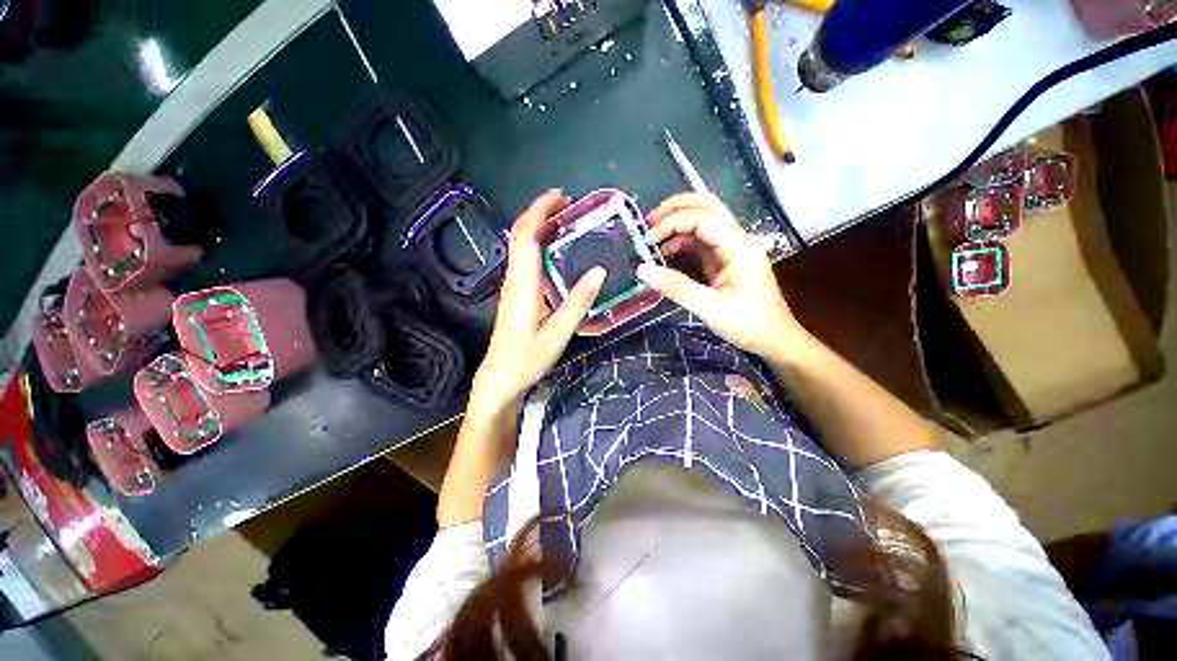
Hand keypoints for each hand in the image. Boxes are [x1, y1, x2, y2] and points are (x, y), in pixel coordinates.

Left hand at [469, 189, 606, 415]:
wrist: (499, 378)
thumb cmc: (527, 360)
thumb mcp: (557, 335)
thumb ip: (577, 303)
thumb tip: (599, 271)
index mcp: (523, 286)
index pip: (526, 237)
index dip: (539, 211)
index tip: (560, 196)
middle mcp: (513, 280)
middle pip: (519, 235)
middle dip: (539, 212)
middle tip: (567, 203)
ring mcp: (512, 286)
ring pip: (519, 245)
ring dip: (538, 225)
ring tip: (564, 219)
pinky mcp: (515, 294)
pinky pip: (523, 258)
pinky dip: (537, 242)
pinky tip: (554, 248)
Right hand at [638, 192, 802, 358]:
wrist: (774, 338)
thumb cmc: (748, 324)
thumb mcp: (709, 308)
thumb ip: (676, 287)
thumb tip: (642, 270)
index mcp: (739, 246)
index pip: (702, 218)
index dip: (671, 223)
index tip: (647, 240)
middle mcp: (737, 239)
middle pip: (706, 205)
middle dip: (675, 208)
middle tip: (648, 222)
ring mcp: (732, 247)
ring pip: (703, 220)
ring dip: (677, 224)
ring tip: (652, 239)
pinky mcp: (726, 258)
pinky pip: (701, 240)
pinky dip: (681, 242)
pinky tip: (666, 254)